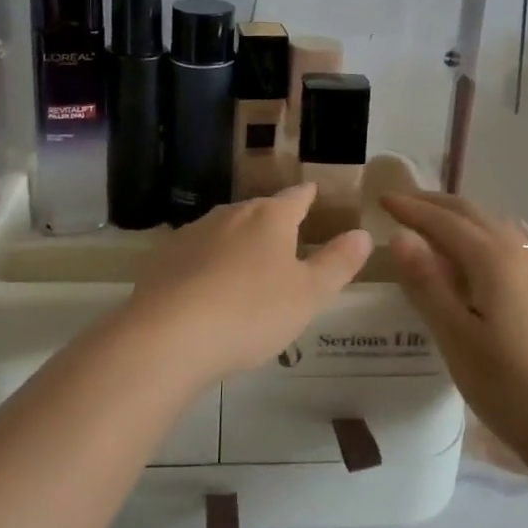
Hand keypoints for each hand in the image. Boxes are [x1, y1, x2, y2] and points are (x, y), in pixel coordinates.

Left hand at [124, 184, 372, 387]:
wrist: (168, 335)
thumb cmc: (251, 311)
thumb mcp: (309, 294)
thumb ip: (337, 263)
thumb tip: (363, 234)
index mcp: (269, 217)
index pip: (296, 197)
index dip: (307, 196)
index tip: (313, 192)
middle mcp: (231, 214)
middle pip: (258, 211)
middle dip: (273, 222)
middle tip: (286, 241)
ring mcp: (194, 233)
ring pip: (225, 230)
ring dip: (239, 243)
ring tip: (248, 267)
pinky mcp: (165, 257)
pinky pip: (197, 253)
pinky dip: (209, 264)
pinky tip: (209, 288)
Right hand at [383, 192, 527, 488]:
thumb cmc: (509, 387)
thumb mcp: (456, 338)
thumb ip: (427, 283)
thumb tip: (400, 236)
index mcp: (492, 259)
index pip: (443, 221)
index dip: (411, 209)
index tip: (382, 199)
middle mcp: (519, 253)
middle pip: (472, 214)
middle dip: (434, 204)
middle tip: (401, 203)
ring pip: (496, 225)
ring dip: (462, 216)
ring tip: (436, 221)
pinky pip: (520, 244)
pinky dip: (495, 232)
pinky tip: (499, 239)